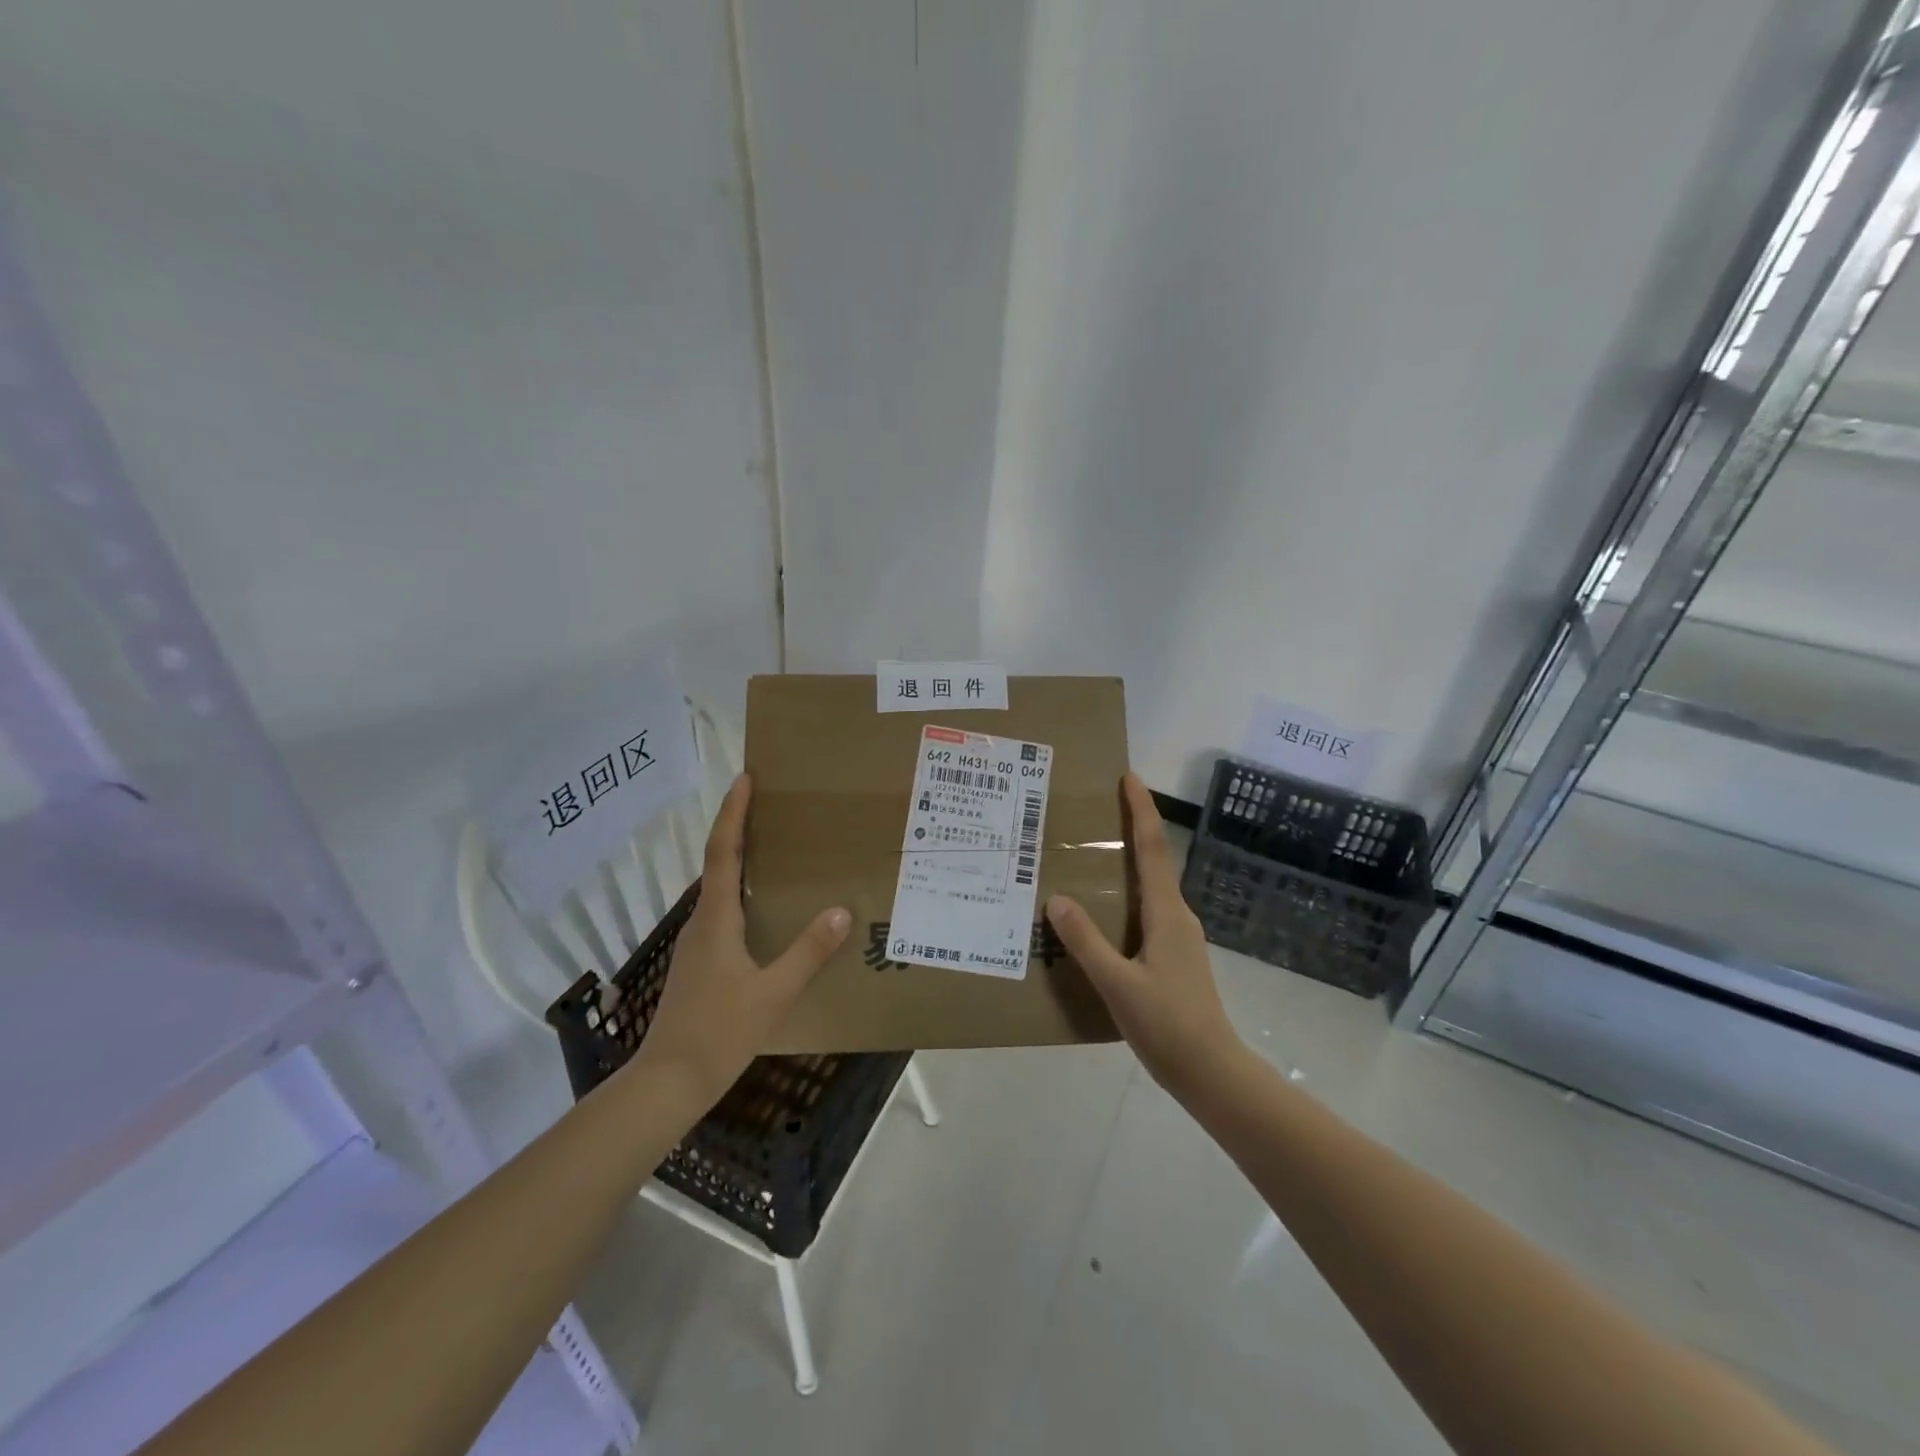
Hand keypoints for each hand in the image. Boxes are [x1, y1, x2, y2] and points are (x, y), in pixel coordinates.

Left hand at [633, 774, 850, 1110]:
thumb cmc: (719, 1033)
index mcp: (716, 920)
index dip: (732, 814)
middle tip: (770, 806)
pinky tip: (764, 912)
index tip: (744, 780)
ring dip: (740, 862)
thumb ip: (807, 953)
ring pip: (719, 891)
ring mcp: (696, 945)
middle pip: (718, 864)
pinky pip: (722, 914)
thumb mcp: (773, 994)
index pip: (723, 853)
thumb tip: (841, 913)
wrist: (667, 1083)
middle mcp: (701, 923)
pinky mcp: (698, 965)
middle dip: (739, 829)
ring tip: (775, 851)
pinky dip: (741, 894)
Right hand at [1046, 773, 1243, 1096]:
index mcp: (1166, 914)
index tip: (1129, 777)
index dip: (1141, 811)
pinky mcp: (1175, 958)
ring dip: (1128, 866)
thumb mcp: (1118, 983)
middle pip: (1153, 862)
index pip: (1152, 849)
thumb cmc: (1167, 1025)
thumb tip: (1057, 899)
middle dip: (1131, 831)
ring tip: (1091, 860)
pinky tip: (1103, 917)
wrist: (1212, 1072)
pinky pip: (1147, 913)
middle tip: (1097, 812)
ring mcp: (1180, 938)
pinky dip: (1126, 899)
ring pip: (1150, 890)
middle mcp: (1177, 917)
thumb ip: (1086, 942)